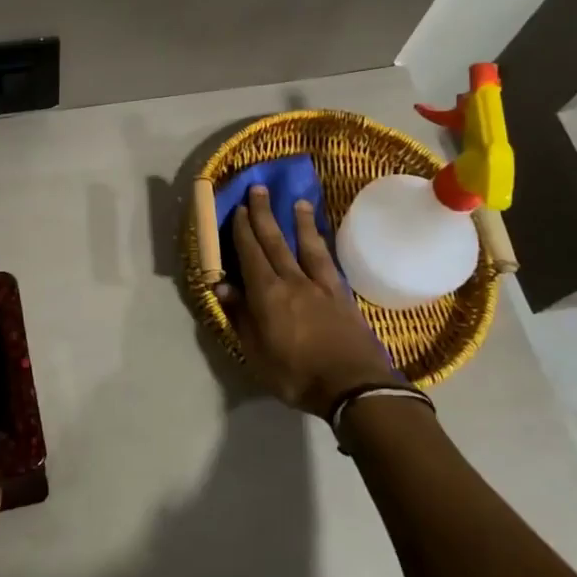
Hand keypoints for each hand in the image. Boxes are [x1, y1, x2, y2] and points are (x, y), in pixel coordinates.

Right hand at [219, 185, 397, 417]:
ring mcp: (320, 285)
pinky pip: (328, 261)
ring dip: (299, 222)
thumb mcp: (256, 353)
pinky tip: (321, 239)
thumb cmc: (297, 376)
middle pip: (275, 241)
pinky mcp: (342, 295)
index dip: (243, 231)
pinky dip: (321, 245)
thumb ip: (240, 316)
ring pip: (306, 245)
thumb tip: (222, 285)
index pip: (250, 254)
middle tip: (259, 189)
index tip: (239, 208)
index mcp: (267, 294)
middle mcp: (292, 280)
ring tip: (298, 202)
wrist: (354, 387)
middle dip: (264, 214)